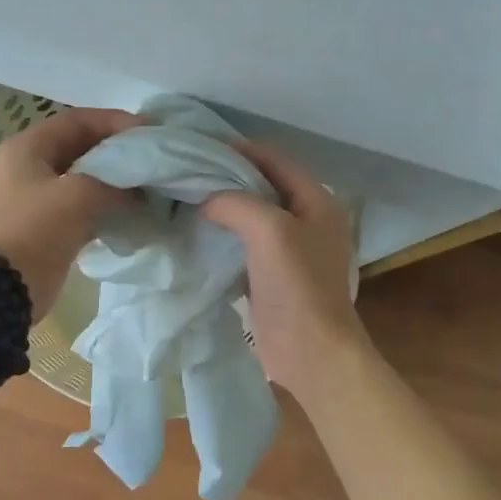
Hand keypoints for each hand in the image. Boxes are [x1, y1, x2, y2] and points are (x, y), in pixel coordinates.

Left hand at [0, 107, 143, 320]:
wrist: (1, 289)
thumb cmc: (34, 230)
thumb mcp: (78, 196)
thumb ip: (114, 184)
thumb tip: (140, 190)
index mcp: (29, 148)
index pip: (78, 120)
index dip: (115, 121)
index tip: (149, 132)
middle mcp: (31, 166)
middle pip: (83, 147)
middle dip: (119, 151)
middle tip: (154, 158)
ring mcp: (38, 198)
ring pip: (86, 178)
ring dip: (116, 180)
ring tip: (150, 184)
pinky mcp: (49, 226)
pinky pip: (84, 206)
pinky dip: (108, 205)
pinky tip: (134, 211)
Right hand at [201, 142, 368, 408]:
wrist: (311, 352)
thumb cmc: (297, 286)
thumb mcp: (269, 231)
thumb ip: (236, 202)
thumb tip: (206, 199)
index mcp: (316, 200)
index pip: (274, 159)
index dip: (239, 149)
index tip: (198, 147)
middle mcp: (306, 219)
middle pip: (262, 186)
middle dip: (226, 177)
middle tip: (185, 173)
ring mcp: (290, 250)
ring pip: (251, 216)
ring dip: (223, 208)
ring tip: (184, 199)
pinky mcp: (272, 276)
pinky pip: (244, 245)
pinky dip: (222, 237)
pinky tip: (195, 235)